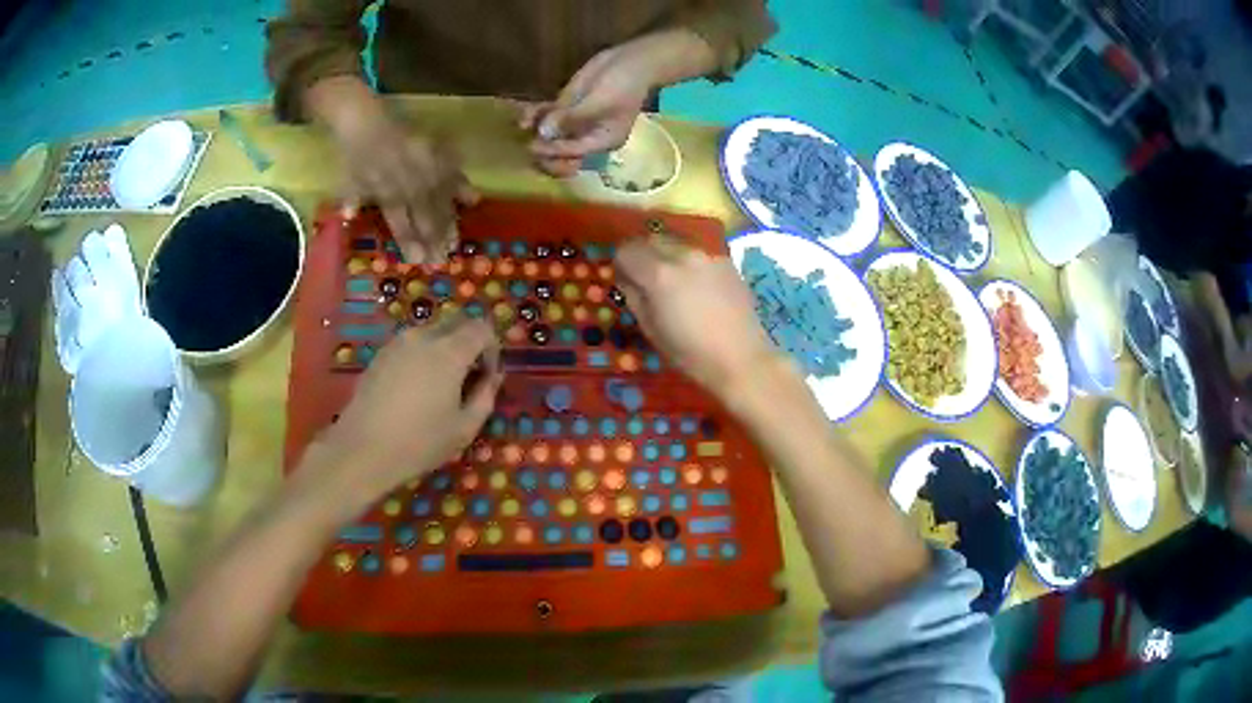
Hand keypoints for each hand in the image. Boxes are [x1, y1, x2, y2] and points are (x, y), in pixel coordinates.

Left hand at [311, 317, 503, 504]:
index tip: (488, 376)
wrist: (363, 449)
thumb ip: (485, 396)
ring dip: (445, 349)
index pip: (481, 328)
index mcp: (449, 352)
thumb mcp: (465, 427)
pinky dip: (422, 356)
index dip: (492, 348)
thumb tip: (492, 376)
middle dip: (469, 344)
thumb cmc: (420, 442)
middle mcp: (423, 337)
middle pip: (456, 323)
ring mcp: (398, 343)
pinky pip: (411, 345)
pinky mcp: (380, 354)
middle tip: (468, 377)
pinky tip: (415, 389)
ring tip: (441, 385)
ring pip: (432, 332)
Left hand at [330, 94, 478, 262]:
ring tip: (457, 240)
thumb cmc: (353, 151)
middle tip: (445, 258)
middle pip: (426, 217)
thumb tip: (348, 217)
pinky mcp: (436, 151)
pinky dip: (462, 186)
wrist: (366, 118)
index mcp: (387, 194)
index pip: (402, 225)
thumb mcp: (347, 179)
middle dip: (436, 239)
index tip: (421, 261)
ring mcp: (425, 168)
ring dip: (451, 221)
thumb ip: (351, 199)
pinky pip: (453, 171)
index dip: (412, 244)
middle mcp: (409, 185)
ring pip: (442, 200)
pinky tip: (474, 199)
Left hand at [521, 38, 657, 176]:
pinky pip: (548, 116)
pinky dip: (536, 116)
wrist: (631, 61)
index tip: (533, 146)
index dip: (552, 152)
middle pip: (561, 154)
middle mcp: (587, 137)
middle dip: (543, 151)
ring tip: (522, 123)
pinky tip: (524, 115)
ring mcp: (576, 122)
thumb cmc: (623, 84)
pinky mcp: (567, 107)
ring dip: (535, 131)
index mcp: (601, 142)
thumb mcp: (598, 102)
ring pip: (551, 134)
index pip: (573, 154)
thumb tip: (543, 132)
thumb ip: (570, 117)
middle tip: (528, 144)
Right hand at [614, 236, 774, 394]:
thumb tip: (627, 279)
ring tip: (672, 281)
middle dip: (642, 254)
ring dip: (666, 255)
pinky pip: (697, 253)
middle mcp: (683, 255)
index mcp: (659, 274)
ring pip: (675, 243)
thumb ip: (634, 296)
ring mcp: (707, 255)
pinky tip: (697, 287)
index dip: (620, 264)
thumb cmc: (690, 352)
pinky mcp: (725, 261)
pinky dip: (689, 262)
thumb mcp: (650, 329)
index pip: (626, 250)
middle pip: (650, 239)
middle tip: (644, 278)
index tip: (624, 280)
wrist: (741, 358)